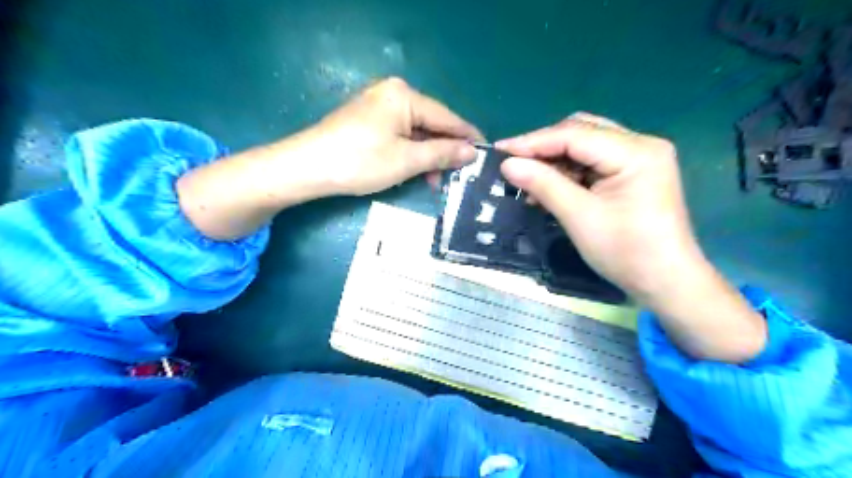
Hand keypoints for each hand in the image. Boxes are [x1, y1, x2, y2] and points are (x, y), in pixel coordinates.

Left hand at [303, 77, 480, 194]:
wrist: (307, 168)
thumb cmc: (360, 161)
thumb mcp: (407, 160)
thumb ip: (443, 153)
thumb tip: (472, 152)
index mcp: (404, 95)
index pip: (446, 117)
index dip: (467, 137)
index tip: (485, 154)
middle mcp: (392, 93)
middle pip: (430, 124)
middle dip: (444, 151)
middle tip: (458, 176)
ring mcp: (378, 106)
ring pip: (415, 132)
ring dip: (427, 157)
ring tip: (435, 182)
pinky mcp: (367, 121)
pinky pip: (399, 135)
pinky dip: (409, 154)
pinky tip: (415, 172)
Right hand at [498, 114, 768, 362]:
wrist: (665, 283)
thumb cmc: (626, 252)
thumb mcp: (579, 217)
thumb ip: (543, 184)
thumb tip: (507, 164)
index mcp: (636, 152)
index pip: (574, 135)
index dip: (533, 142)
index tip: (500, 150)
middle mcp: (641, 145)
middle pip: (581, 133)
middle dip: (544, 148)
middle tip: (513, 164)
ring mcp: (639, 159)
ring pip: (584, 147)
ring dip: (554, 163)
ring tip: (529, 184)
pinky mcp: (633, 173)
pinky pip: (592, 164)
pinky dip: (568, 174)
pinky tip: (549, 190)